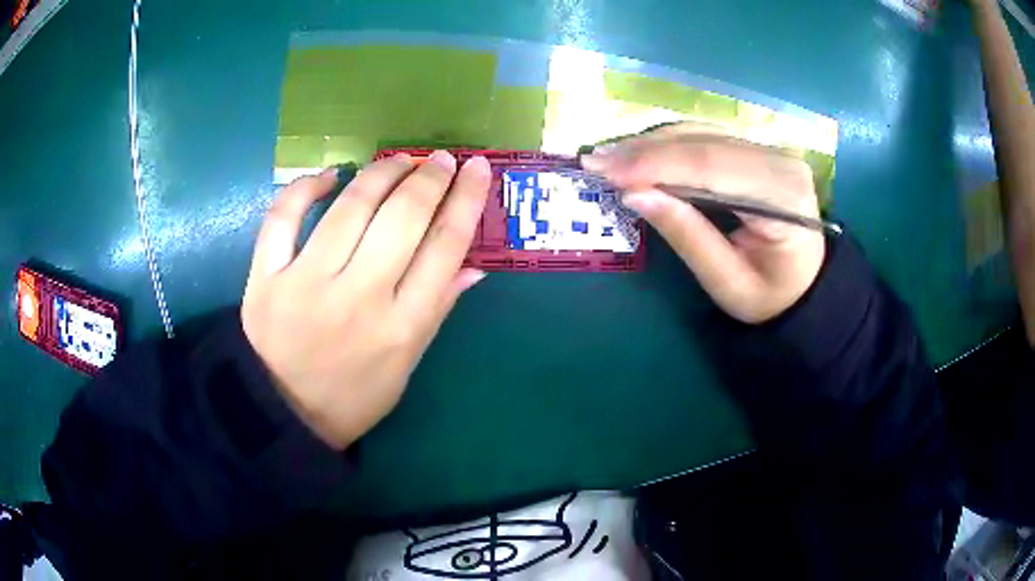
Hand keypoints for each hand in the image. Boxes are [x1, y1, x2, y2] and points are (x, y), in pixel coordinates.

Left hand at [242, 151, 490, 448]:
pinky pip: (283, 217)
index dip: (467, 200)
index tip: (478, 169)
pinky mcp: (266, 278)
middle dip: (430, 177)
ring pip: (351, 207)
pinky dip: (305, 187)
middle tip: (440, 159)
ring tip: (398, 160)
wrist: (284, 413)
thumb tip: (473, 264)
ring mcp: (307, 284)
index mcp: (402, 326)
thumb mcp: (407, 364)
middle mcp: (359, 298)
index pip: (446, 246)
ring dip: (381, 172)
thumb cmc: (354, 396)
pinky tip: (329, 176)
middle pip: (404, 217)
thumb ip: (438, 310)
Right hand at [582, 123, 825, 323]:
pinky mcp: (758, 150)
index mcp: (783, 196)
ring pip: (702, 133)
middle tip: (595, 161)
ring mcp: (771, 150)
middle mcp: (781, 160)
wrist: (804, 285)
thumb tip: (635, 195)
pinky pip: (707, 137)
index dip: (655, 163)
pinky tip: (640, 153)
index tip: (604, 170)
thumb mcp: (728, 282)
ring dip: (652, 144)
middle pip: (704, 143)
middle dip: (645, 151)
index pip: (712, 166)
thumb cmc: (770, 295)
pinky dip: (669, 145)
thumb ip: (688, 236)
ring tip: (610, 157)